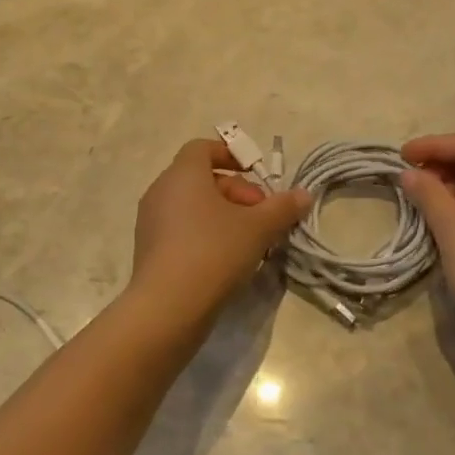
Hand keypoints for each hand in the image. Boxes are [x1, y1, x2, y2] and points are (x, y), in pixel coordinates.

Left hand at [129, 140, 311, 317]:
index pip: (202, 148)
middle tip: (262, 215)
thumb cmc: (214, 252)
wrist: (168, 306)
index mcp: (182, 175)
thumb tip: (304, 195)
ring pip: (192, 206)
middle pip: (201, 178)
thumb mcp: (258, 228)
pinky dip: (205, 234)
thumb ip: (282, 208)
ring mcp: (151, 222)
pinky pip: (182, 229)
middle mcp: (161, 191)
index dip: (231, 155)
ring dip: (223, 215)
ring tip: (250, 240)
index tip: (255, 173)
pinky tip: (227, 260)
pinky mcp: (150, 250)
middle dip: (237, 192)